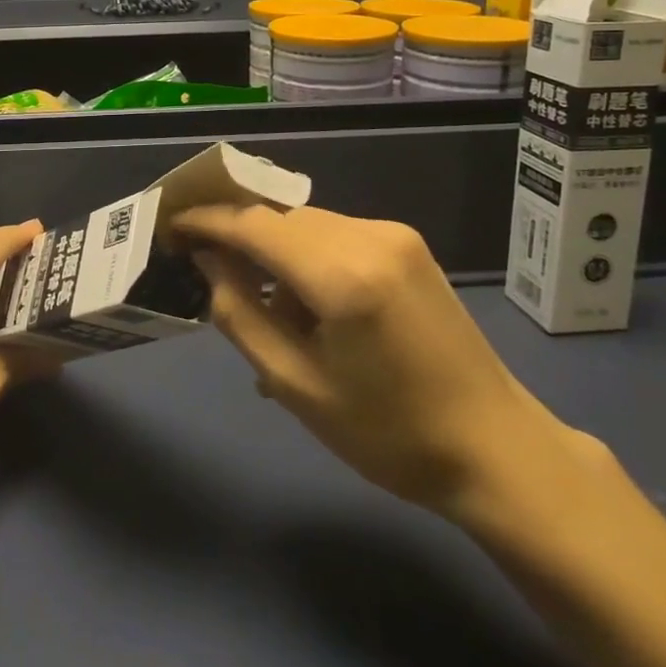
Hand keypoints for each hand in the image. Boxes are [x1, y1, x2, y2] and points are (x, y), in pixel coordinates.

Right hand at [174, 204, 578, 519]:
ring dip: (273, 250)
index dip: (206, 220)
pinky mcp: (408, 245)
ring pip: (306, 224)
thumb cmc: (389, 433)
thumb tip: (208, 261)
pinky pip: (335, 236)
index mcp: (343, 274)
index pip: (253, 224)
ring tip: (261, 305)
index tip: (169, 225)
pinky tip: (305, 304)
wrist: (496, 448)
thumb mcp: (296, 385)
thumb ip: (240, 314)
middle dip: (237, 236)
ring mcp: (394, 235)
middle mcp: (370, 236)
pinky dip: (306, 257)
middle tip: (205, 270)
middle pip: (279, 218)